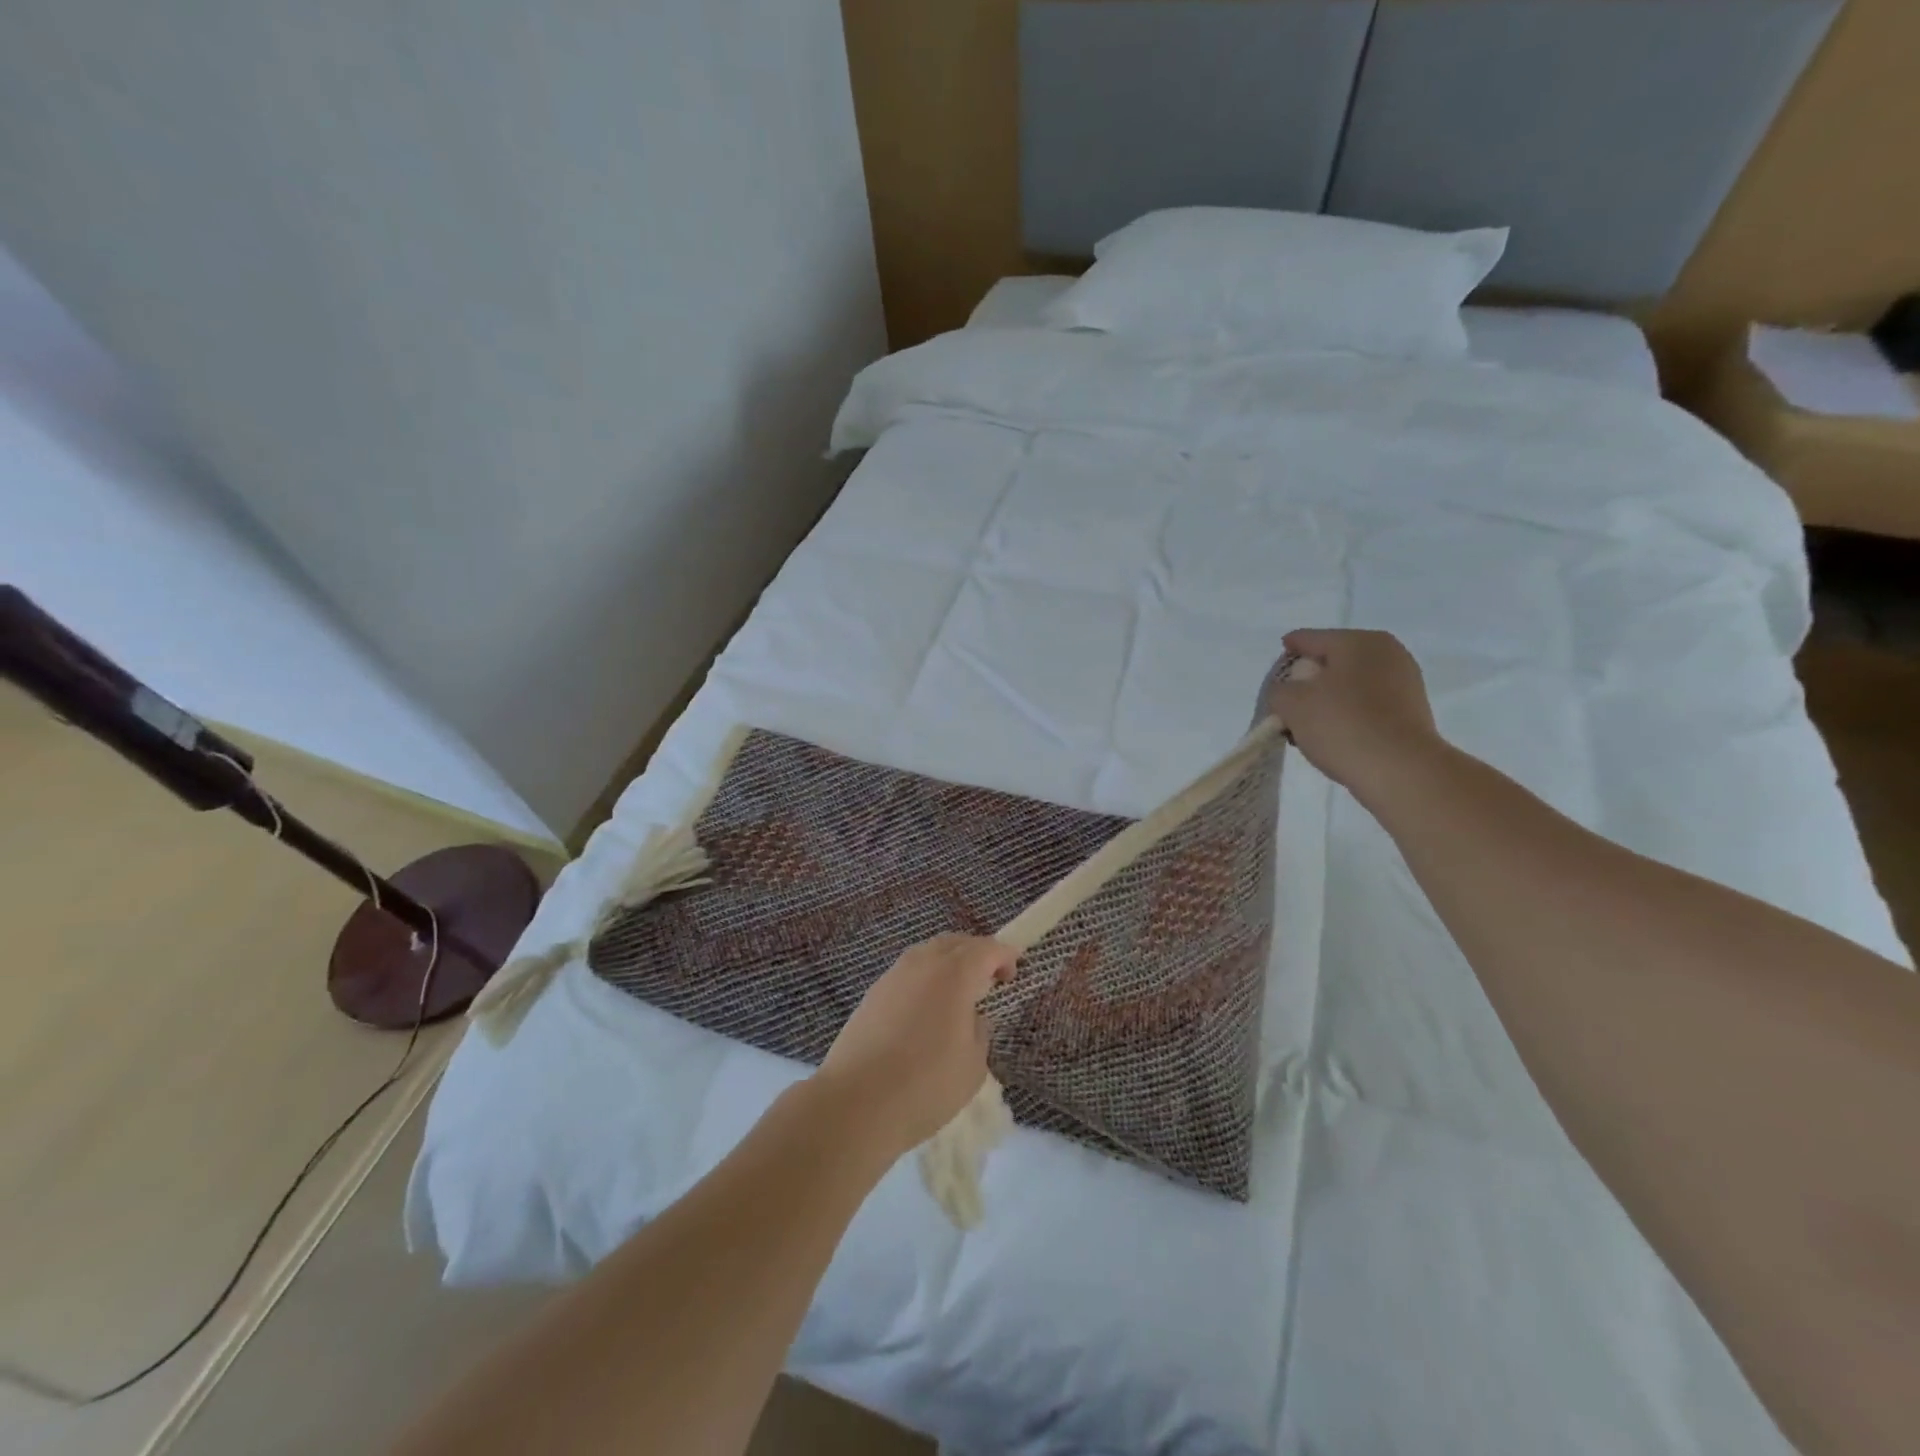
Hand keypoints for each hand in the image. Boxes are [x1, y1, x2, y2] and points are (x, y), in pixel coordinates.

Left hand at [815, 935, 1017, 1157]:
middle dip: (976, 953)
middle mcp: (923, 964)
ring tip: (959, 992)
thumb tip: (971, 1017)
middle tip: (990, 977)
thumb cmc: (925, 1085)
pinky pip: (908, 972)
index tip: (1014, 972)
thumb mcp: (973, 1065)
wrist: (856, 1102)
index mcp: (954, 974)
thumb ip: (979, 1032)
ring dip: (948, 963)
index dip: (1004, 955)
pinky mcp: (872, 994)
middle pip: (955, 943)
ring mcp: (893, 976)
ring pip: (928, 954)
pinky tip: (926, 1008)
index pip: (986, 949)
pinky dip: (925, 978)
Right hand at [1266, 629, 1445, 806]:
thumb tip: (1287, 692)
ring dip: (1328, 698)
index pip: (1309, 639)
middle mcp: (1387, 652)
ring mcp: (1405, 681)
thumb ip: (1278, 690)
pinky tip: (1335, 733)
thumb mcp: (1291, 704)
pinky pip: (1369, 703)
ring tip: (1308, 724)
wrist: (1400, 769)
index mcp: (1358, 641)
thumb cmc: (1341, 725)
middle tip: (1288, 702)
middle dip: (1308, 679)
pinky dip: (1349, 712)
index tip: (1274, 669)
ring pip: (1351, 683)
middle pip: (1333, 661)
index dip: (1287, 652)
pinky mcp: (1412, 710)